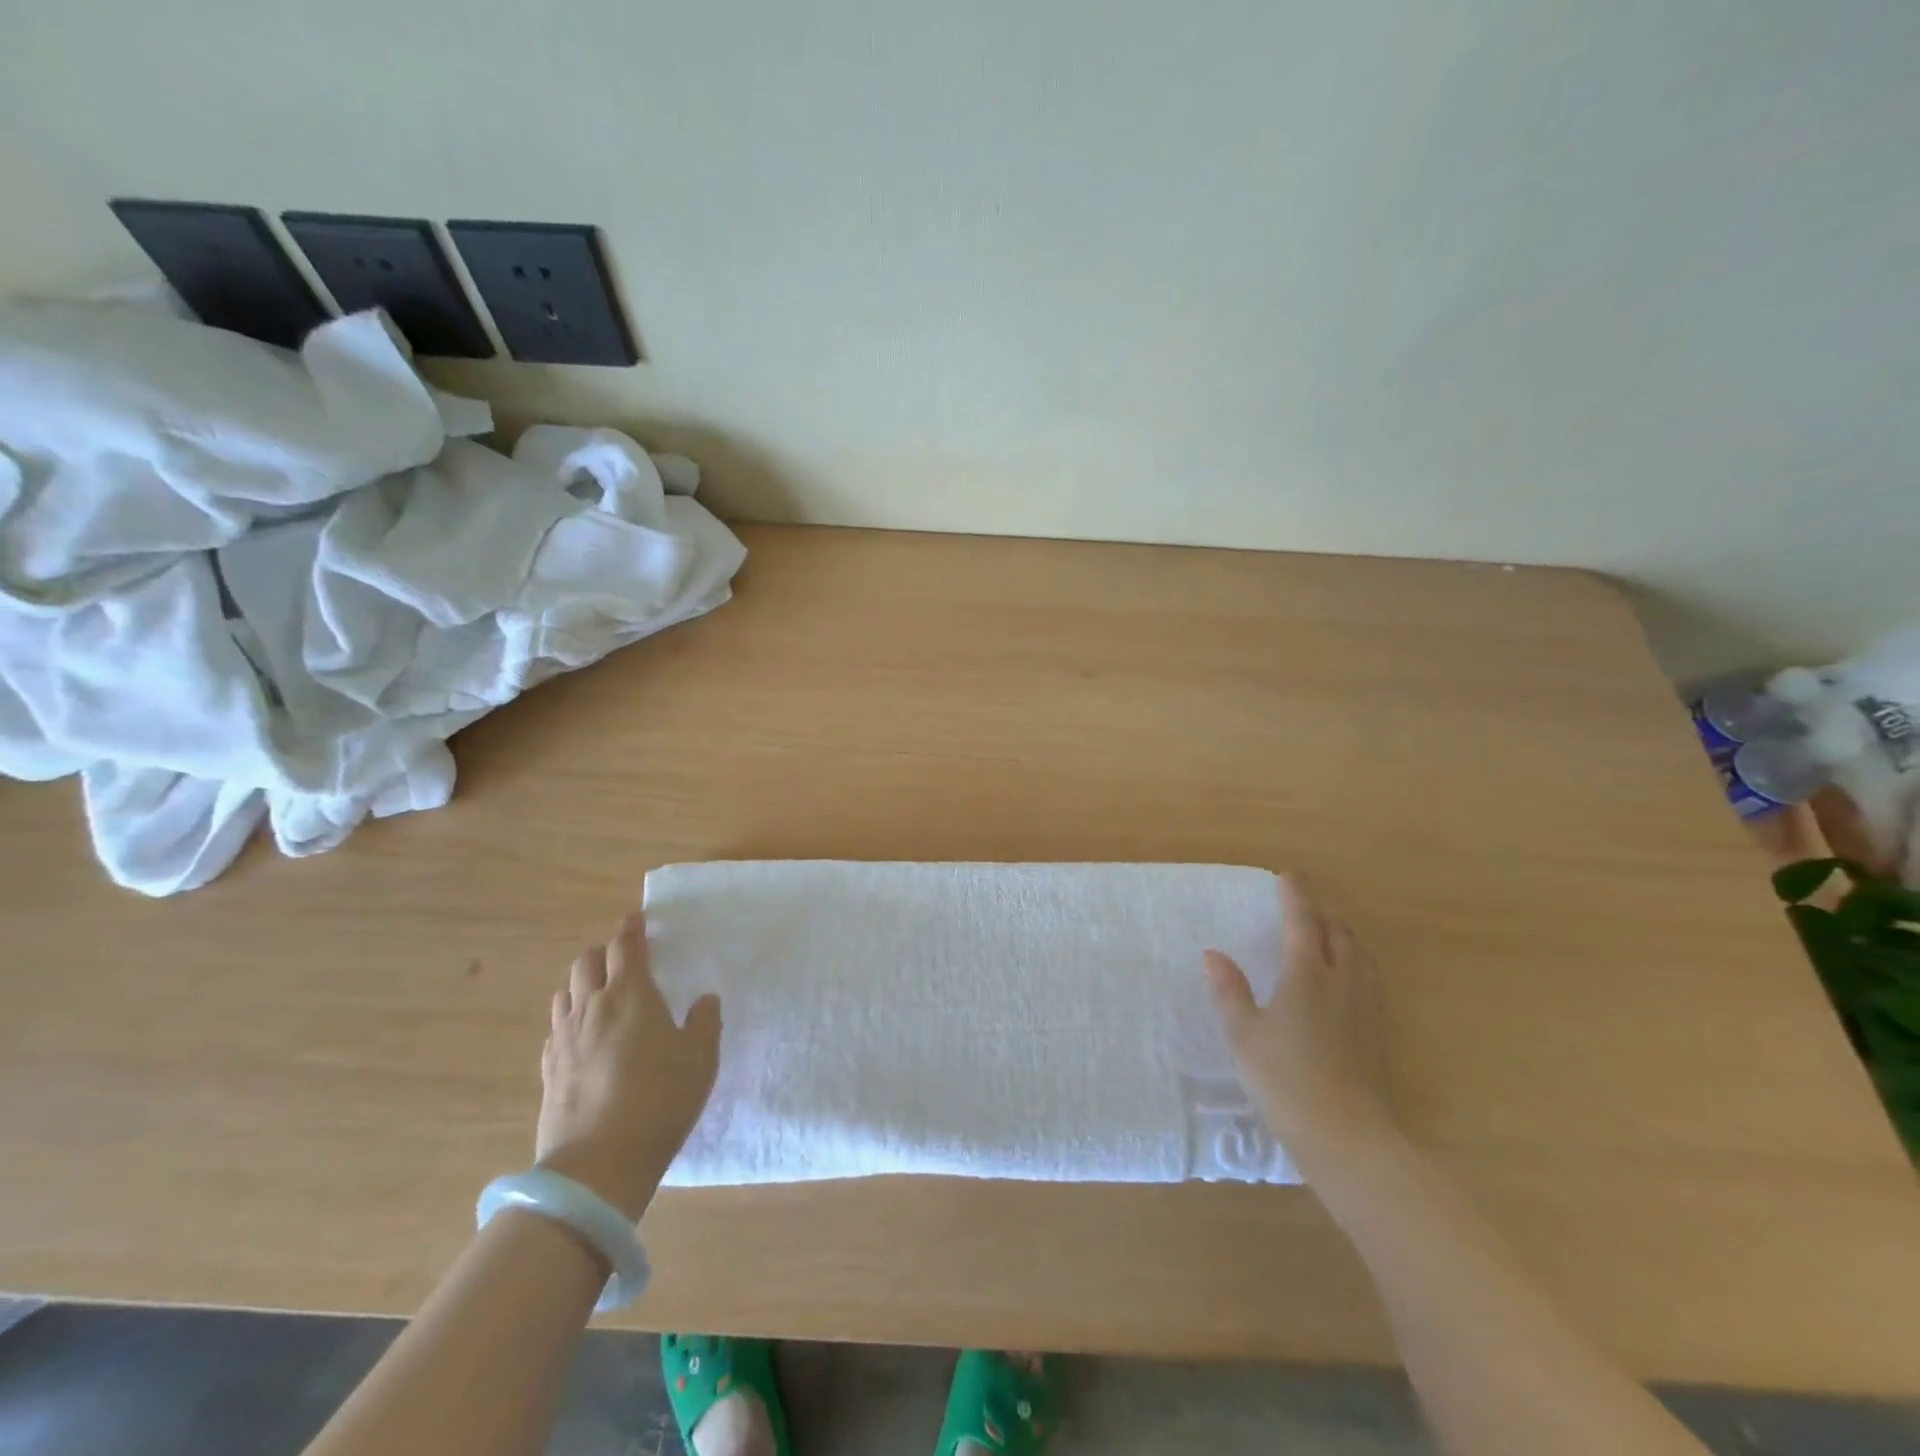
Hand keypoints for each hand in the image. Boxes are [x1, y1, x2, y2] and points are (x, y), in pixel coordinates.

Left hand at [534, 913, 721, 1220]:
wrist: (598, 1164)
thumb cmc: (660, 1099)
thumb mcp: (700, 1059)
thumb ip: (704, 1022)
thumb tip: (704, 1000)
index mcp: (630, 995)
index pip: (626, 946)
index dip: (632, 928)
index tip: (637, 919)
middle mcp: (592, 1007)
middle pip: (586, 962)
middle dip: (604, 952)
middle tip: (623, 958)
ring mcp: (564, 1039)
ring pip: (565, 993)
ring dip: (582, 984)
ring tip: (601, 994)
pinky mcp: (549, 1070)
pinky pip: (556, 1029)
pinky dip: (570, 1019)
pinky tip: (583, 1036)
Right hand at [1205, 877, 1402, 1179]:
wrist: (1347, 1136)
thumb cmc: (1285, 1080)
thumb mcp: (1244, 1035)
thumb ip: (1230, 991)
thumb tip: (1213, 954)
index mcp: (1307, 975)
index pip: (1302, 922)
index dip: (1295, 896)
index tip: (1287, 876)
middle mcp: (1342, 981)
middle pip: (1339, 934)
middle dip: (1321, 915)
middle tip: (1303, 909)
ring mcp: (1366, 1008)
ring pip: (1360, 956)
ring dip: (1343, 937)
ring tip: (1328, 937)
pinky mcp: (1378, 1033)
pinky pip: (1370, 979)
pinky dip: (1356, 963)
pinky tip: (1346, 981)